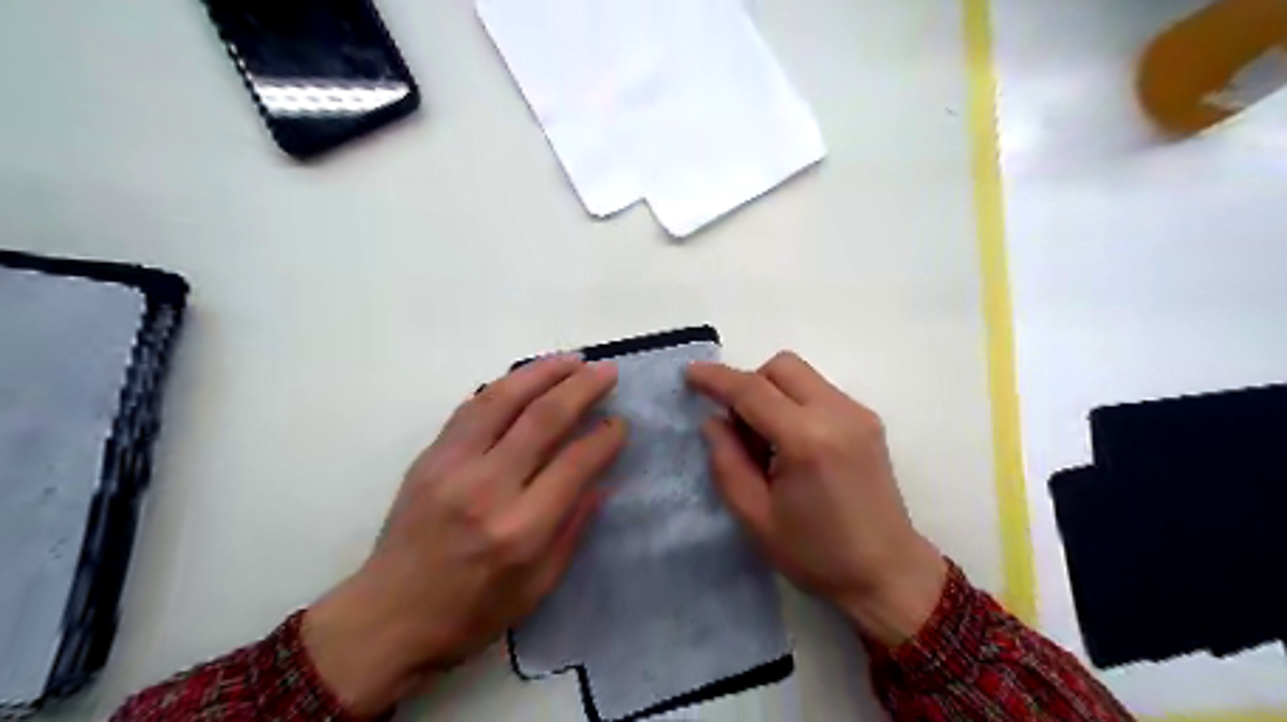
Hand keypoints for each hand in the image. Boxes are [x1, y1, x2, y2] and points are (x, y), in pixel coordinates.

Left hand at [301, 356, 623, 716]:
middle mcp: (486, 488)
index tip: (620, 423)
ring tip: (572, 360)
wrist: (386, 619)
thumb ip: (573, 530)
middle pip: (543, 419)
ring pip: (503, 399)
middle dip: (582, 388)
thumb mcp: (537, 588)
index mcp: (519, 529)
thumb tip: (601, 482)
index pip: (574, 463)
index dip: (604, 437)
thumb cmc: (470, 614)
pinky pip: (470, 408)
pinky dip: (503, 387)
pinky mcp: (428, 458)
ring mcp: (451, 466)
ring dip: (542, 372)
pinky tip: (524, 379)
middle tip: (606, 372)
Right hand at [690, 353, 948, 646]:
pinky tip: (793, 445)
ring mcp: (858, 414)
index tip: (689, 373)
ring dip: (772, 393)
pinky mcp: (868, 421)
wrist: (889, 574)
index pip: (753, 390)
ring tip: (767, 442)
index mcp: (807, 440)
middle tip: (738, 428)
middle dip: (749, 383)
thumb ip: (726, 462)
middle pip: (782, 367)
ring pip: (801, 375)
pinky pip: (819, 391)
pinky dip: (794, 403)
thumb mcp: (755, 517)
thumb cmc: (817, 554)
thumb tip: (714, 420)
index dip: (717, 379)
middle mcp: (838, 414)